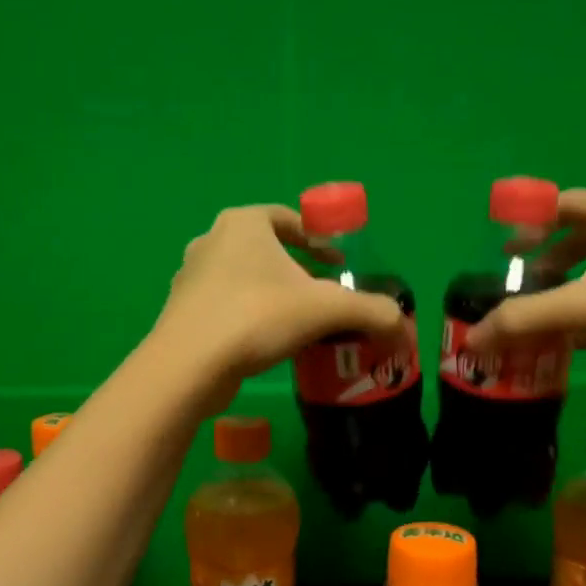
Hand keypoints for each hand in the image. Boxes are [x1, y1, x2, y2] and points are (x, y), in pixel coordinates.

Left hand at [152, 205, 404, 388]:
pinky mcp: (182, 312)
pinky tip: (266, 345)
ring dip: (273, 296)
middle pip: (267, 250)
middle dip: (298, 272)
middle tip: (323, 298)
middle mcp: (211, 241)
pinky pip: (226, 306)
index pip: (289, 219)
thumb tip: (403, 325)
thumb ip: (370, 311)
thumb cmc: (257, 317)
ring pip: (244, 279)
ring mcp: (191, 277)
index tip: (340, 266)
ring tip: (298, 324)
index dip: (319, 239)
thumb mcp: (326, 309)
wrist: (188, 366)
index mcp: (243, 223)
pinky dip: (249, 318)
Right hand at [465, 189, 585, 385]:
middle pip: (579, 239)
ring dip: (567, 293)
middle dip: (544, 263)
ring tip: (538, 319)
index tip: (503, 248)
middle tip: (517, 287)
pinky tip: (575, 344)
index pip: (562, 202)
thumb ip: (526, 320)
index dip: (529, 219)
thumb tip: (474, 339)